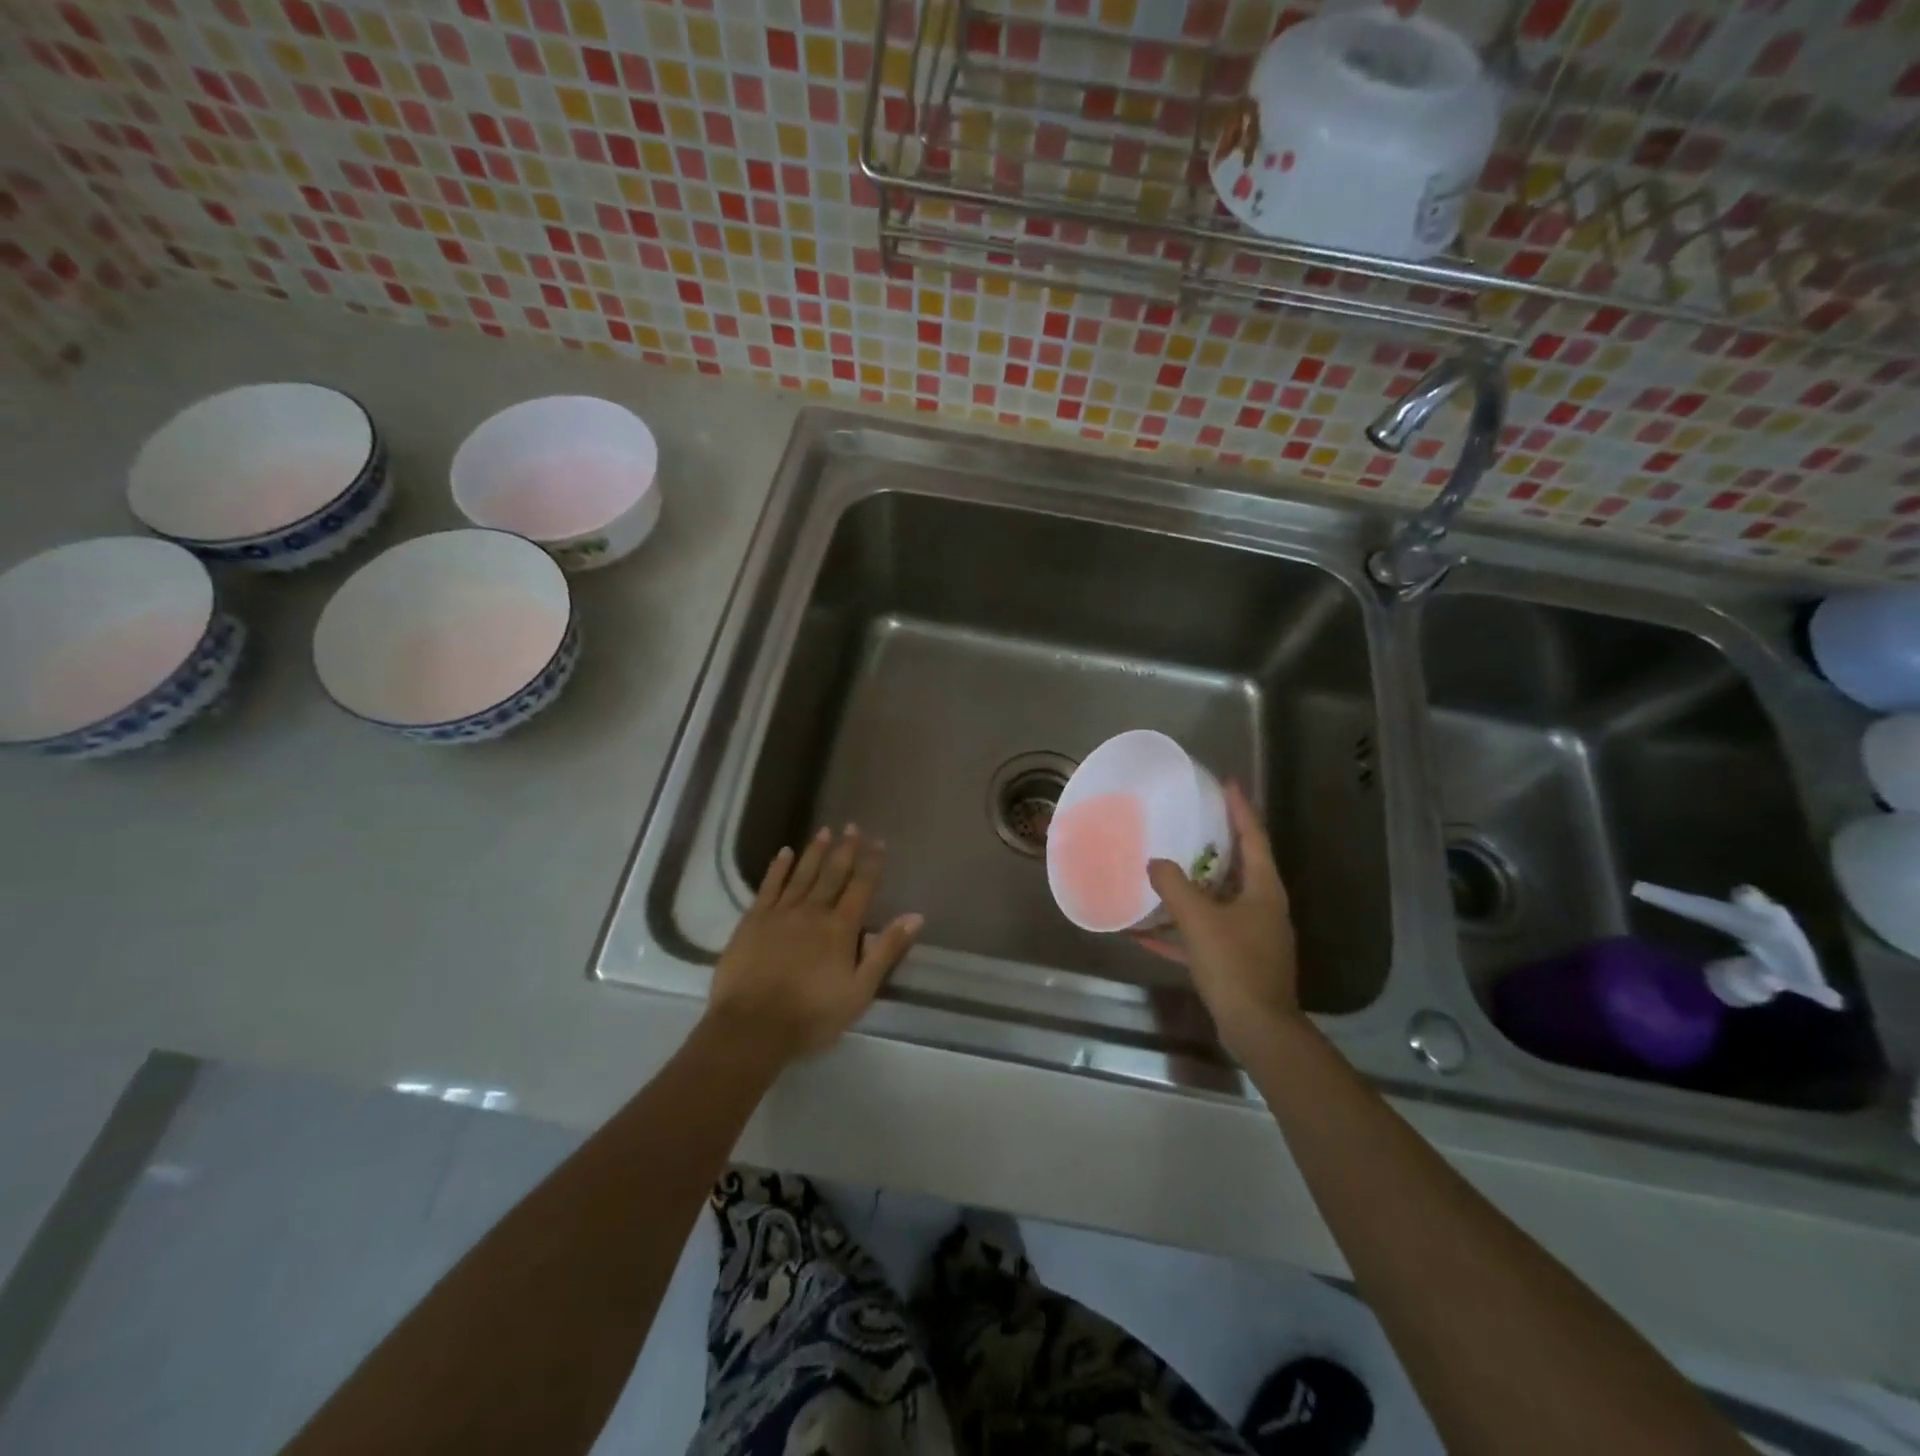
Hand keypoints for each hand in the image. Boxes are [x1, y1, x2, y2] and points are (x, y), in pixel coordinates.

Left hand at [706, 826, 922, 1065]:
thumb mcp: (860, 991)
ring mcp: (780, 913)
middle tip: (852, 826)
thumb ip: (886, 951)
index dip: (871, 864)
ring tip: (825, 831)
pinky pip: (769, 886)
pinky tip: (784, 852)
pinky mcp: (753, 920)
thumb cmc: (812, 1015)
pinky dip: (778, 868)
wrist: (752, 1027)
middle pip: (832, 874)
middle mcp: (813, 911)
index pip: (861, 887)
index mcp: (840, 928)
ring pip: (802, 874)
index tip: (878, 842)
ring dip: (815, 852)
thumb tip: (915, 916)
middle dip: (845, 849)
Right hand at [1142, 783, 1300, 1059]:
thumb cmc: (1235, 965)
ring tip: (1163, 867)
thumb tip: (1155, 863)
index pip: (1253, 837)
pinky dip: (1179, 930)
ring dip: (1191, 887)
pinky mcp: (1234, 961)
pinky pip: (1202, 935)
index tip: (1227, 783)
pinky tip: (1145, 931)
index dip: (1240, 808)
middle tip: (1190, 820)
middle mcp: (1261, 907)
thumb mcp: (1199, 920)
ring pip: (1218, 900)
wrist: (1257, 1029)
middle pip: (1238, 866)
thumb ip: (1174, 886)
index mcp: (1263, 890)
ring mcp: (1250, 935)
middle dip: (1214, 843)